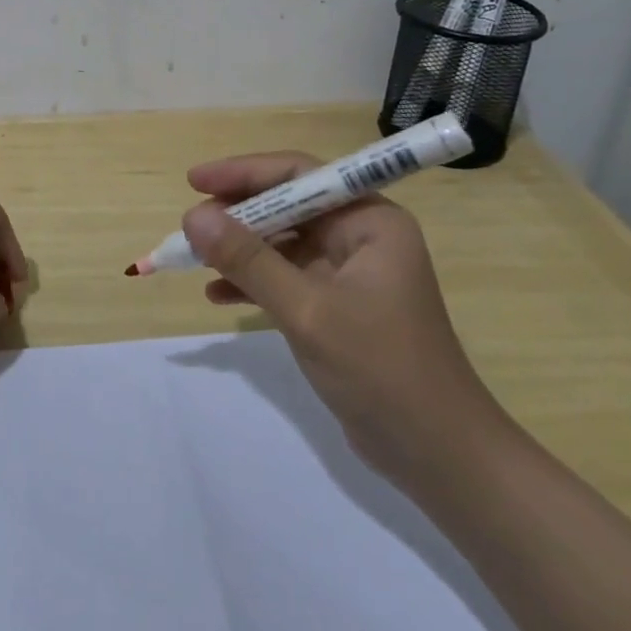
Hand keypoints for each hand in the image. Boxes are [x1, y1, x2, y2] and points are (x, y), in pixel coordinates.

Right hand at [183, 151, 502, 484]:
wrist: (439, 458)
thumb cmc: (381, 370)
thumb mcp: (307, 310)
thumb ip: (249, 260)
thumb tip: (193, 216)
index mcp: (369, 221)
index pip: (298, 174)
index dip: (244, 173)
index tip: (195, 182)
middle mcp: (361, 236)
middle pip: (287, 206)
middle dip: (237, 216)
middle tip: (191, 228)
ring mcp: (349, 272)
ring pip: (282, 242)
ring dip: (239, 250)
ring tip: (194, 260)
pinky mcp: (337, 306)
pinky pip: (286, 277)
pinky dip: (253, 282)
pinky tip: (217, 295)